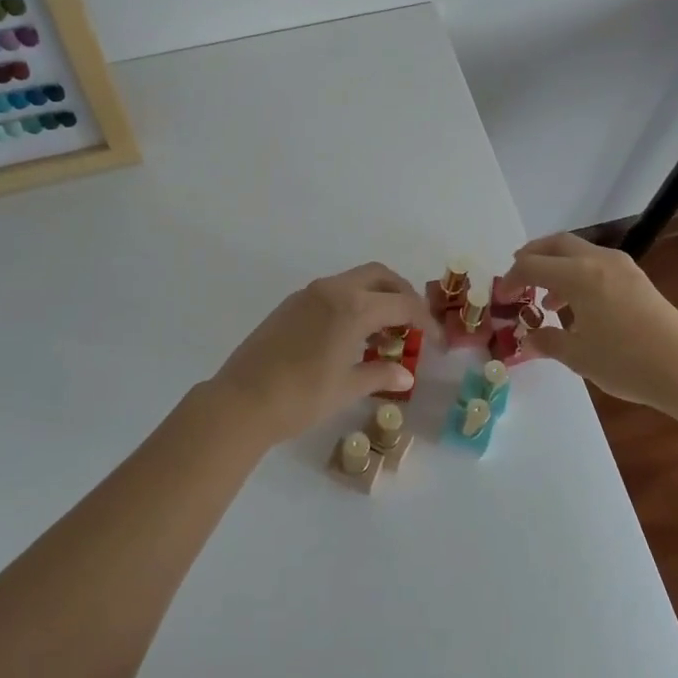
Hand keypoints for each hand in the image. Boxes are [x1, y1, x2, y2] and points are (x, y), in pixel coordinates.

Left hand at [205, 262, 433, 444]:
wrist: (241, 401)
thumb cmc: (301, 397)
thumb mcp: (346, 388)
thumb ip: (379, 374)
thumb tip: (406, 374)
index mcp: (353, 307)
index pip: (402, 304)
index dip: (424, 320)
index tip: (435, 341)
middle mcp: (333, 290)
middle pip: (380, 276)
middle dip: (402, 294)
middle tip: (412, 322)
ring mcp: (308, 294)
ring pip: (354, 281)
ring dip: (375, 297)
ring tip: (383, 333)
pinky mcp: (290, 304)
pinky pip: (332, 292)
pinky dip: (352, 303)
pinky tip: (350, 335)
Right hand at [502, 233, 677, 413]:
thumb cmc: (625, 361)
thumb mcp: (578, 356)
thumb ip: (548, 341)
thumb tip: (530, 339)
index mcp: (578, 274)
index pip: (532, 265)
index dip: (512, 279)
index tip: (502, 297)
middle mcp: (598, 260)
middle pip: (555, 244)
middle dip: (533, 257)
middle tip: (519, 278)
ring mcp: (621, 266)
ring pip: (578, 251)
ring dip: (557, 266)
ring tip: (548, 299)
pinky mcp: (637, 278)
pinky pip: (597, 263)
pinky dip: (579, 273)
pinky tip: (580, 305)